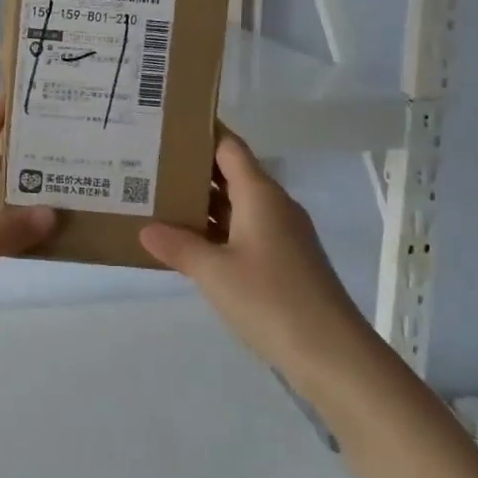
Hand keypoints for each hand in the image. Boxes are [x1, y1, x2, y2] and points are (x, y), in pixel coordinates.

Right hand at [139, 129, 361, 372]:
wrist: (331, 353)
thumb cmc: (270, 300)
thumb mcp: (214, 272)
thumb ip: (178, 246)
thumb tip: (146, 229)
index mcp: (260, 195)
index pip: (229, 147)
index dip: (201, 132)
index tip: (166, 124)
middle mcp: (273, 206)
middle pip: (231, 174)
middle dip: (192, 169)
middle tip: (147, 164)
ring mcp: (281, 235)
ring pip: (235, 205)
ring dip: (201, 203)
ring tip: (156, 200)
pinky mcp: (283, 262)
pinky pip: (242, 231)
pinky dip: (214, 231)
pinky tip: (187, 243)